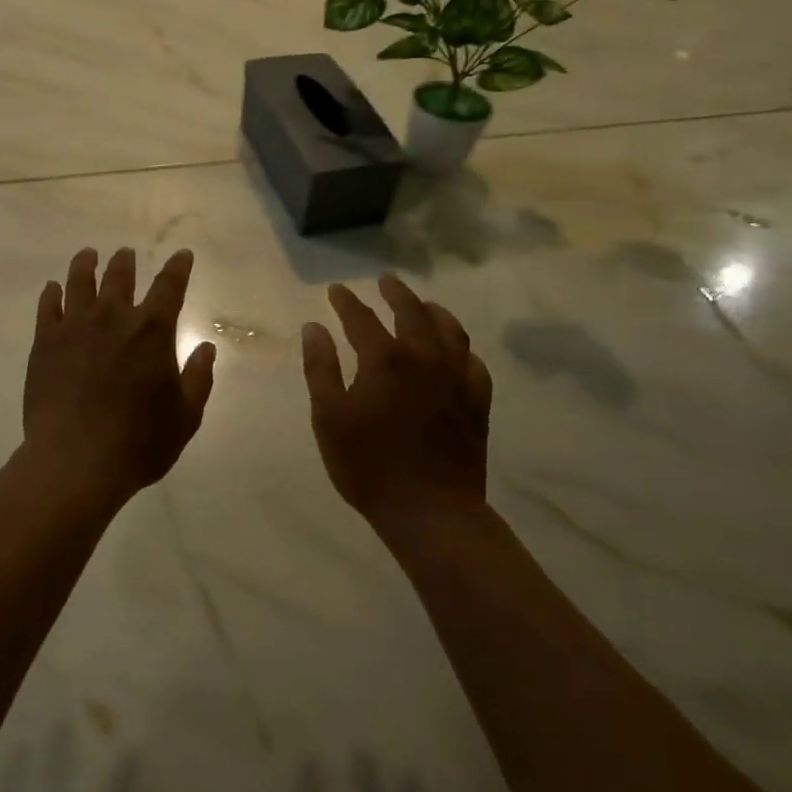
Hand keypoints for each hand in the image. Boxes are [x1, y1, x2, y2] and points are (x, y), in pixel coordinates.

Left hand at [21, 247, 216, 505]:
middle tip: (126, 254)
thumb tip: (207, 348)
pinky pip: (47, 307)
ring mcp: (75, 326)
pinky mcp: (45, 343)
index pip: (170, 286)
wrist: (74, 461)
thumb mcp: (185, 416)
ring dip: (86, 264)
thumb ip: (198, 378)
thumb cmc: (138, 442)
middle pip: (120, 276)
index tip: (182, 255)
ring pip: (80, 281)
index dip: (178, 267)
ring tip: (87, 255)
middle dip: (126, 261)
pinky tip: (53, 288)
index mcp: (152, 330)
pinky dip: (52, 293)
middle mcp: (113, 317)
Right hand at [301, 276, 492, 529]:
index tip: (336, 290)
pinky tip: (456, 352)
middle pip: (412, 312)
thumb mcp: (329, 417)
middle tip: (386, 281)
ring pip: (450, 330)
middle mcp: (424, 358)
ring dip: (434, 311)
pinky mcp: (477, 402)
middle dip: (396, 293)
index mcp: (385, 359)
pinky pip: (474, 363)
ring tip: (424, 304)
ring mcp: (456, 379)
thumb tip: (314, 327)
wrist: (430, 510)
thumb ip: (321, 368)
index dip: (347, 301)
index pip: (361, 318)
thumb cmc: (368, 465)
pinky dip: (462, 349)